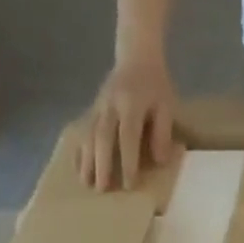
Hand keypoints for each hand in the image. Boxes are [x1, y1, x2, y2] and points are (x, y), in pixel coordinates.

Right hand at [78, 53, 177, 190]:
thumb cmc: (155, 86)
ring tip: (86, 182)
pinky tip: (77, 167)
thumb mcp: (166, 106)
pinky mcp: (93, 107)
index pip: (128, 136)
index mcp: (131, 103)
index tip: (128, 185)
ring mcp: (99, 105)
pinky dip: (79, 148)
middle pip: (103, 136)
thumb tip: (159, 161)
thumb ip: (162, 133)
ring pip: (89, 133)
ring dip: (86, 159)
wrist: (137, 54)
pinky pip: (82, 128)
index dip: (128, 161)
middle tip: (101, 189)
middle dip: (101, 163)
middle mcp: (110, 104)